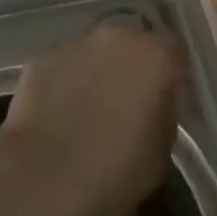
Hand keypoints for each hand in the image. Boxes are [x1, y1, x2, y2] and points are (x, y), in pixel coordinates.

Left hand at [0, 24, 185, 215]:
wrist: (43, 177)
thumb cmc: (114, 171)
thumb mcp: (161, 152)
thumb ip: (164, 112)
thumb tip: (155, 100)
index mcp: (154, 58)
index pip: (174, 51)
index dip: (171, 72)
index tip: (165, 96)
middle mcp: (116, 38)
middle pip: (131, 45)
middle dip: (131, 67)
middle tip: (125, 102)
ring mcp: (75, 43)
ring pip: (95, 52)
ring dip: (96, 71)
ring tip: (87, 109)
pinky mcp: (41, 57)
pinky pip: (63, 65)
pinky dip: (64, 81)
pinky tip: (57, 113)